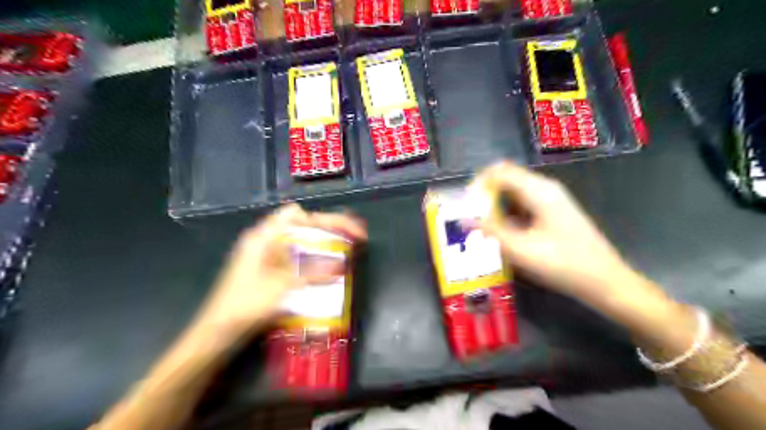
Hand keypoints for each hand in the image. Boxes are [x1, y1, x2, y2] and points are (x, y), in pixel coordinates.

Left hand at [194, 203, 366, 338]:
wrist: (217, 332)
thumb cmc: (245, 305)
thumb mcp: (282, 287)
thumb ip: (313, 273)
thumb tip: (342, 264)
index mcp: (264, 236)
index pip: (298, 215)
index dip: (325, 219)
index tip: (347, 230)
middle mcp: (265, 241)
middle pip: (302, 226)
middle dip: (329, 230)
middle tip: (353, 239)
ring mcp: (265, 256)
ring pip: (301, 242)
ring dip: (322, 245)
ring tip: (345, 253)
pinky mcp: (268, 270)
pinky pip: (296, 257)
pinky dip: (312, 260)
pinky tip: (325, 271)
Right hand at [474, 162, 642, 301]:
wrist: (605, 282)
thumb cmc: (564, 264)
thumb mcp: (521, 249)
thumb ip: (491, 231)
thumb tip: (464, 219)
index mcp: (539, 191)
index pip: (499, 172)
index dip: (478, 184)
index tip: (466, 206)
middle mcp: (544, 189)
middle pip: (505, 180)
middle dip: (484, 196)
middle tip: (471, 220)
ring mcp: (550, 201)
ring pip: (512, 194)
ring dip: (495, 207)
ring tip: (483, 229)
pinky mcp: (551, 213)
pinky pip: (522, 206)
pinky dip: (507, 215)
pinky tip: (503, 235)